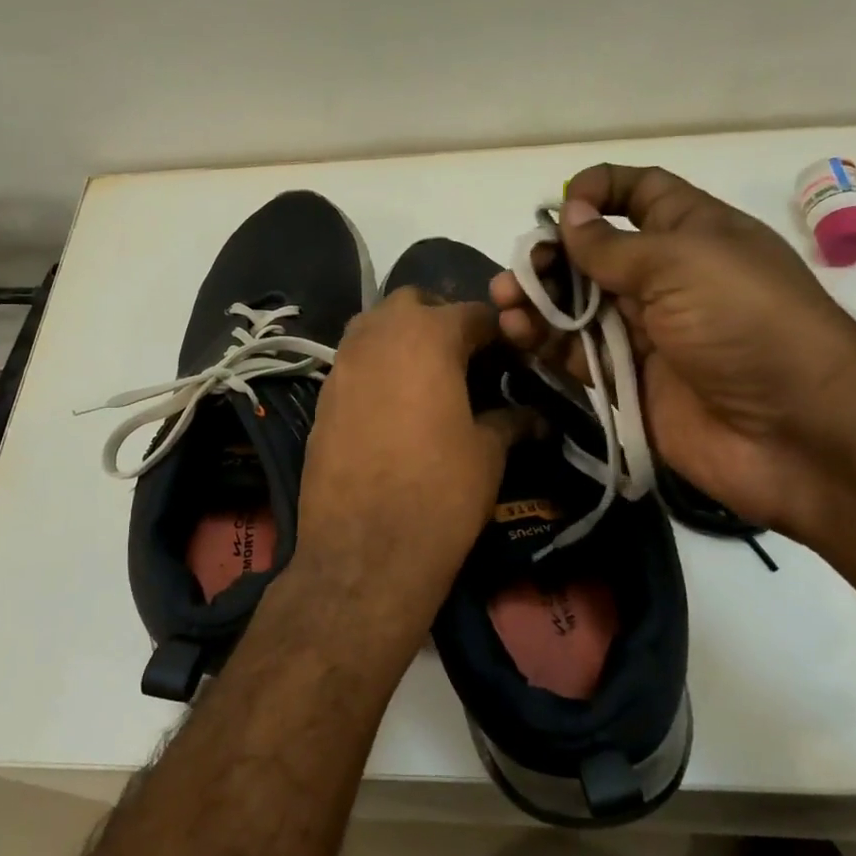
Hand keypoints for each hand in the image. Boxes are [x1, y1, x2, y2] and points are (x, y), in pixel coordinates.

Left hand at [293, 288, 530, 655]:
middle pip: (414, 304)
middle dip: (442, 320)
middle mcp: (378, 334)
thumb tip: (533, 416)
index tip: (515, 356)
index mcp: (428, 335)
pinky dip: (377, 368)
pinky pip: (354, 363)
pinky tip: (394, 407)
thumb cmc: (439, 492)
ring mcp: (342, 363)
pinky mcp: (322, 396)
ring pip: (375, 327)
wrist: (363, 551)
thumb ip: (510, 421)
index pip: (474, 313)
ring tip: (429, 379)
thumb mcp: (487, 453)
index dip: (500, 332)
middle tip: (465, 360)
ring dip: (403, 339)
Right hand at [491, 164, 855, 535]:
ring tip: (506, 304)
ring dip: (538, 301)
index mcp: (691, 233)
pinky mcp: (628, 382)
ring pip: (577, 307)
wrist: (795, 432)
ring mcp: (646, 334)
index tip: (560, 207)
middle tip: (519, 274)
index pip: (640, 194)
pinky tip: (518, 334)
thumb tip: (569, 216)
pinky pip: (576, 355)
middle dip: (551, 256)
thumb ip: (612, 245)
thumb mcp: (680, 264)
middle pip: (594, 255)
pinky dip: (545, 343)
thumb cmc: (745, 324)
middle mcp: (665, 279)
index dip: (600, 190)